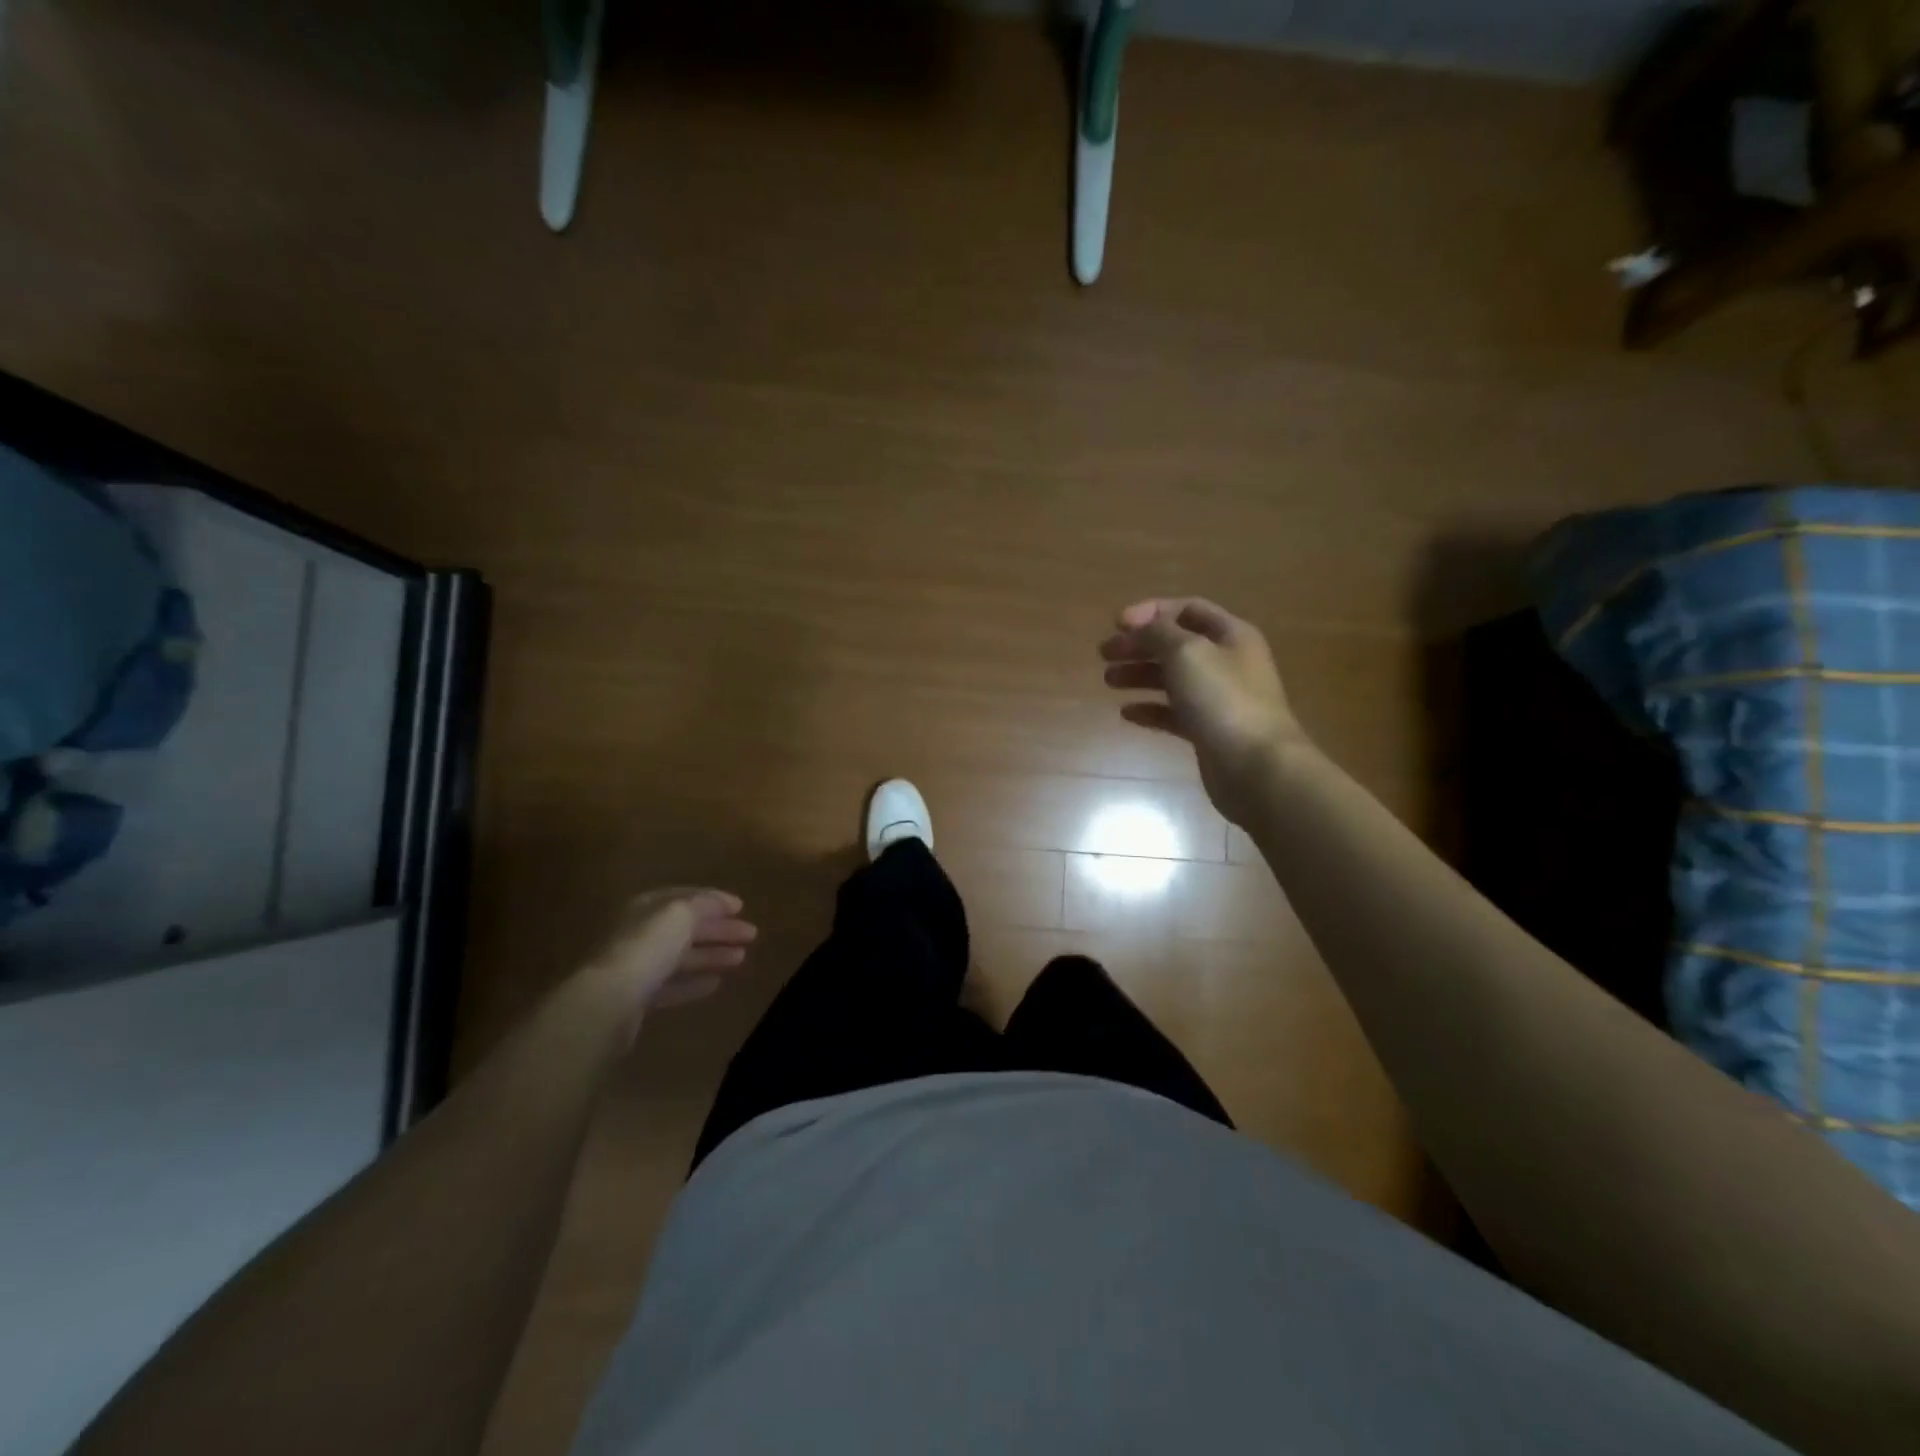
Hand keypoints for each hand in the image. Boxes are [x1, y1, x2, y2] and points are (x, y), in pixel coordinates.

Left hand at [582, 888, 757, 1021]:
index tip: (742, 907)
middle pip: (685, 927)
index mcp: (646, 907)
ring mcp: (637, 966)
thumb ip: (703, 905)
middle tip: (752, 934)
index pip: (685, 897)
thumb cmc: (647, 947)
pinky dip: (694, 981)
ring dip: (712, 955)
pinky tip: (716, 983)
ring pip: (681, 956)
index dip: (714, 899)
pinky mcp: (637, 997)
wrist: (608, 1001)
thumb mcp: (679, 915)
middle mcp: (640, 932)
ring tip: (741, 958)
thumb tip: (721, 902)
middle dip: (719, 929)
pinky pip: (672, 984)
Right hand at [1099, 597, 1304, 824]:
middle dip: (1139, 645)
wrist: (1256, 766)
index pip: (1187, 609)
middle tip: (1104, 653)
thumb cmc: (1222, 700)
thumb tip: (1140, 626)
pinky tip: (1126, 713)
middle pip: (1176, 644)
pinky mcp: (1208, 731)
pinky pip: (1174, 713)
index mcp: (1231, 635)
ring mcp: (1219, 699)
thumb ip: (1158, 633)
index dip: (1150, 612)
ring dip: (1139, 675)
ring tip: (1108, 680)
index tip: (1116, 624)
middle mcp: (1227, 662)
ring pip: (1172, 678)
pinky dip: (1150, 709)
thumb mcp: (1186, 652)